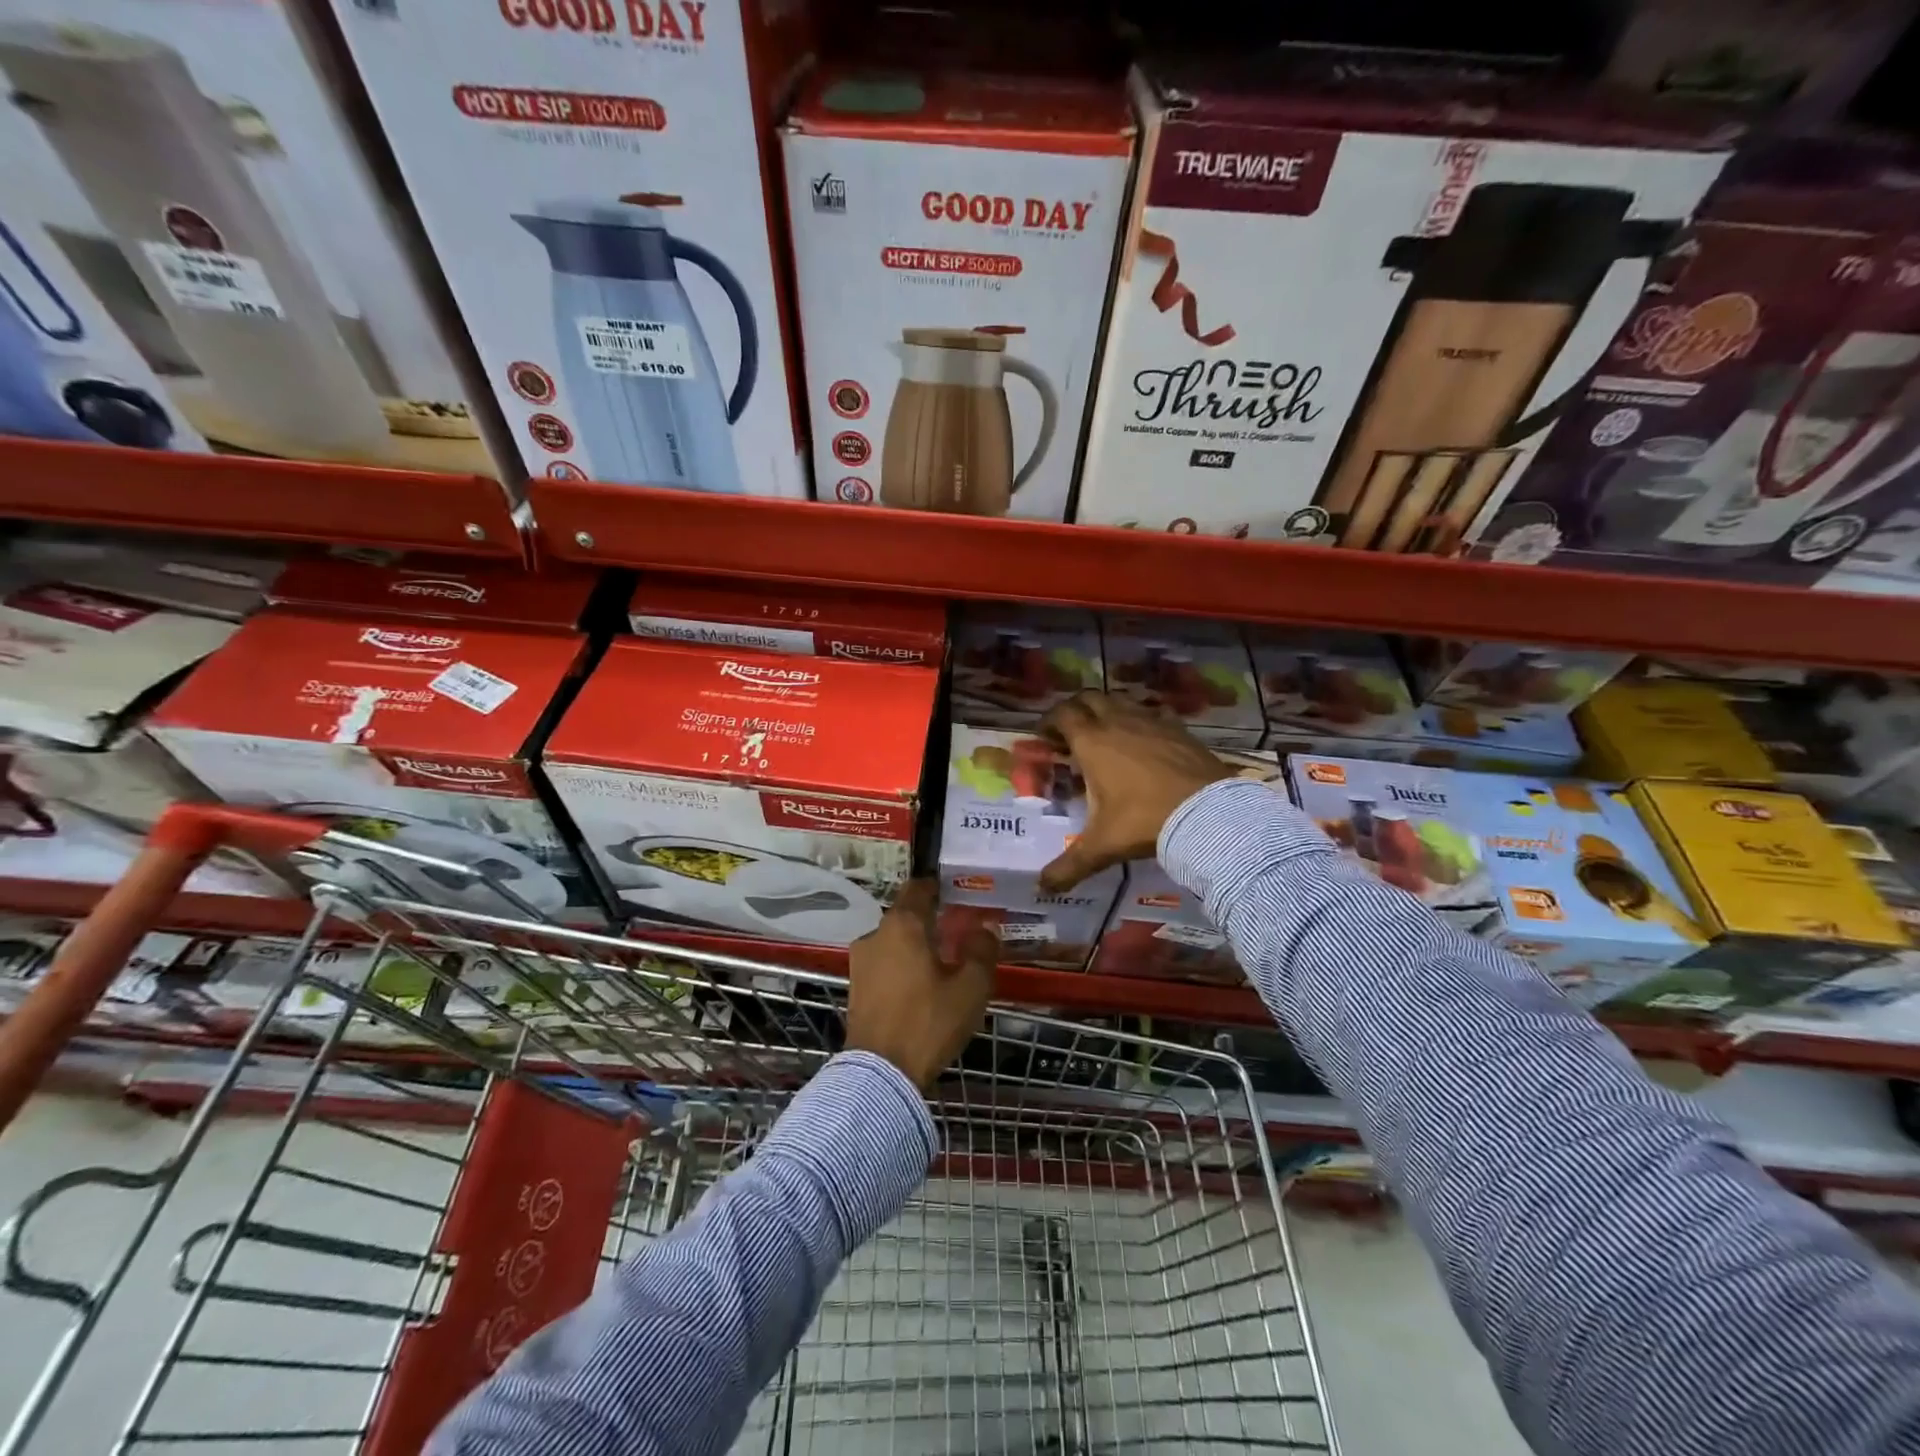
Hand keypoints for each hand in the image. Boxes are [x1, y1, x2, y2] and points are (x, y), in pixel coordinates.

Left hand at [847, 880, 995, 1089]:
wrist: (881, 1073)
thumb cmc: (929, 1022)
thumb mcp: (970, 988)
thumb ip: (981, 951)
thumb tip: (984, 928)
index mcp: (903, 925)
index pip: (919, 888)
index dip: (938, 887)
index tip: (956, 892)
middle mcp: (876, 934)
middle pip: (905, 915)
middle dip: (929, 919)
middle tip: (956, 930)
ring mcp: (860, 961)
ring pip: (893, 940)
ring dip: (914, 944)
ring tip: (939, 960)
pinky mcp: (855, 986)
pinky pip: (883, 963)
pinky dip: (900, 965)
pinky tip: (919, 984)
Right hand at [1037, 691, 1233, 891]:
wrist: (1208, 814)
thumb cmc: (1144, 822)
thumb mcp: (1102, 846)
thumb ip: (1068, 867)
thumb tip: (1042, 889)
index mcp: (1093, 743)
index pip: (1063, 715)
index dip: (1049, 722)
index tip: (1044, 737)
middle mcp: (1119, 723)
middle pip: (1090, 698)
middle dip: (1076, 710)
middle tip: (1071, 732)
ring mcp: (1152, 722)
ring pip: (1122, 701)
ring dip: (1107, 711)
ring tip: (1106, 735)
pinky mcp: (1179, 729)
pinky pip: (1152, 714)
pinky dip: (1140, 721)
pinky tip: (1144, 743)